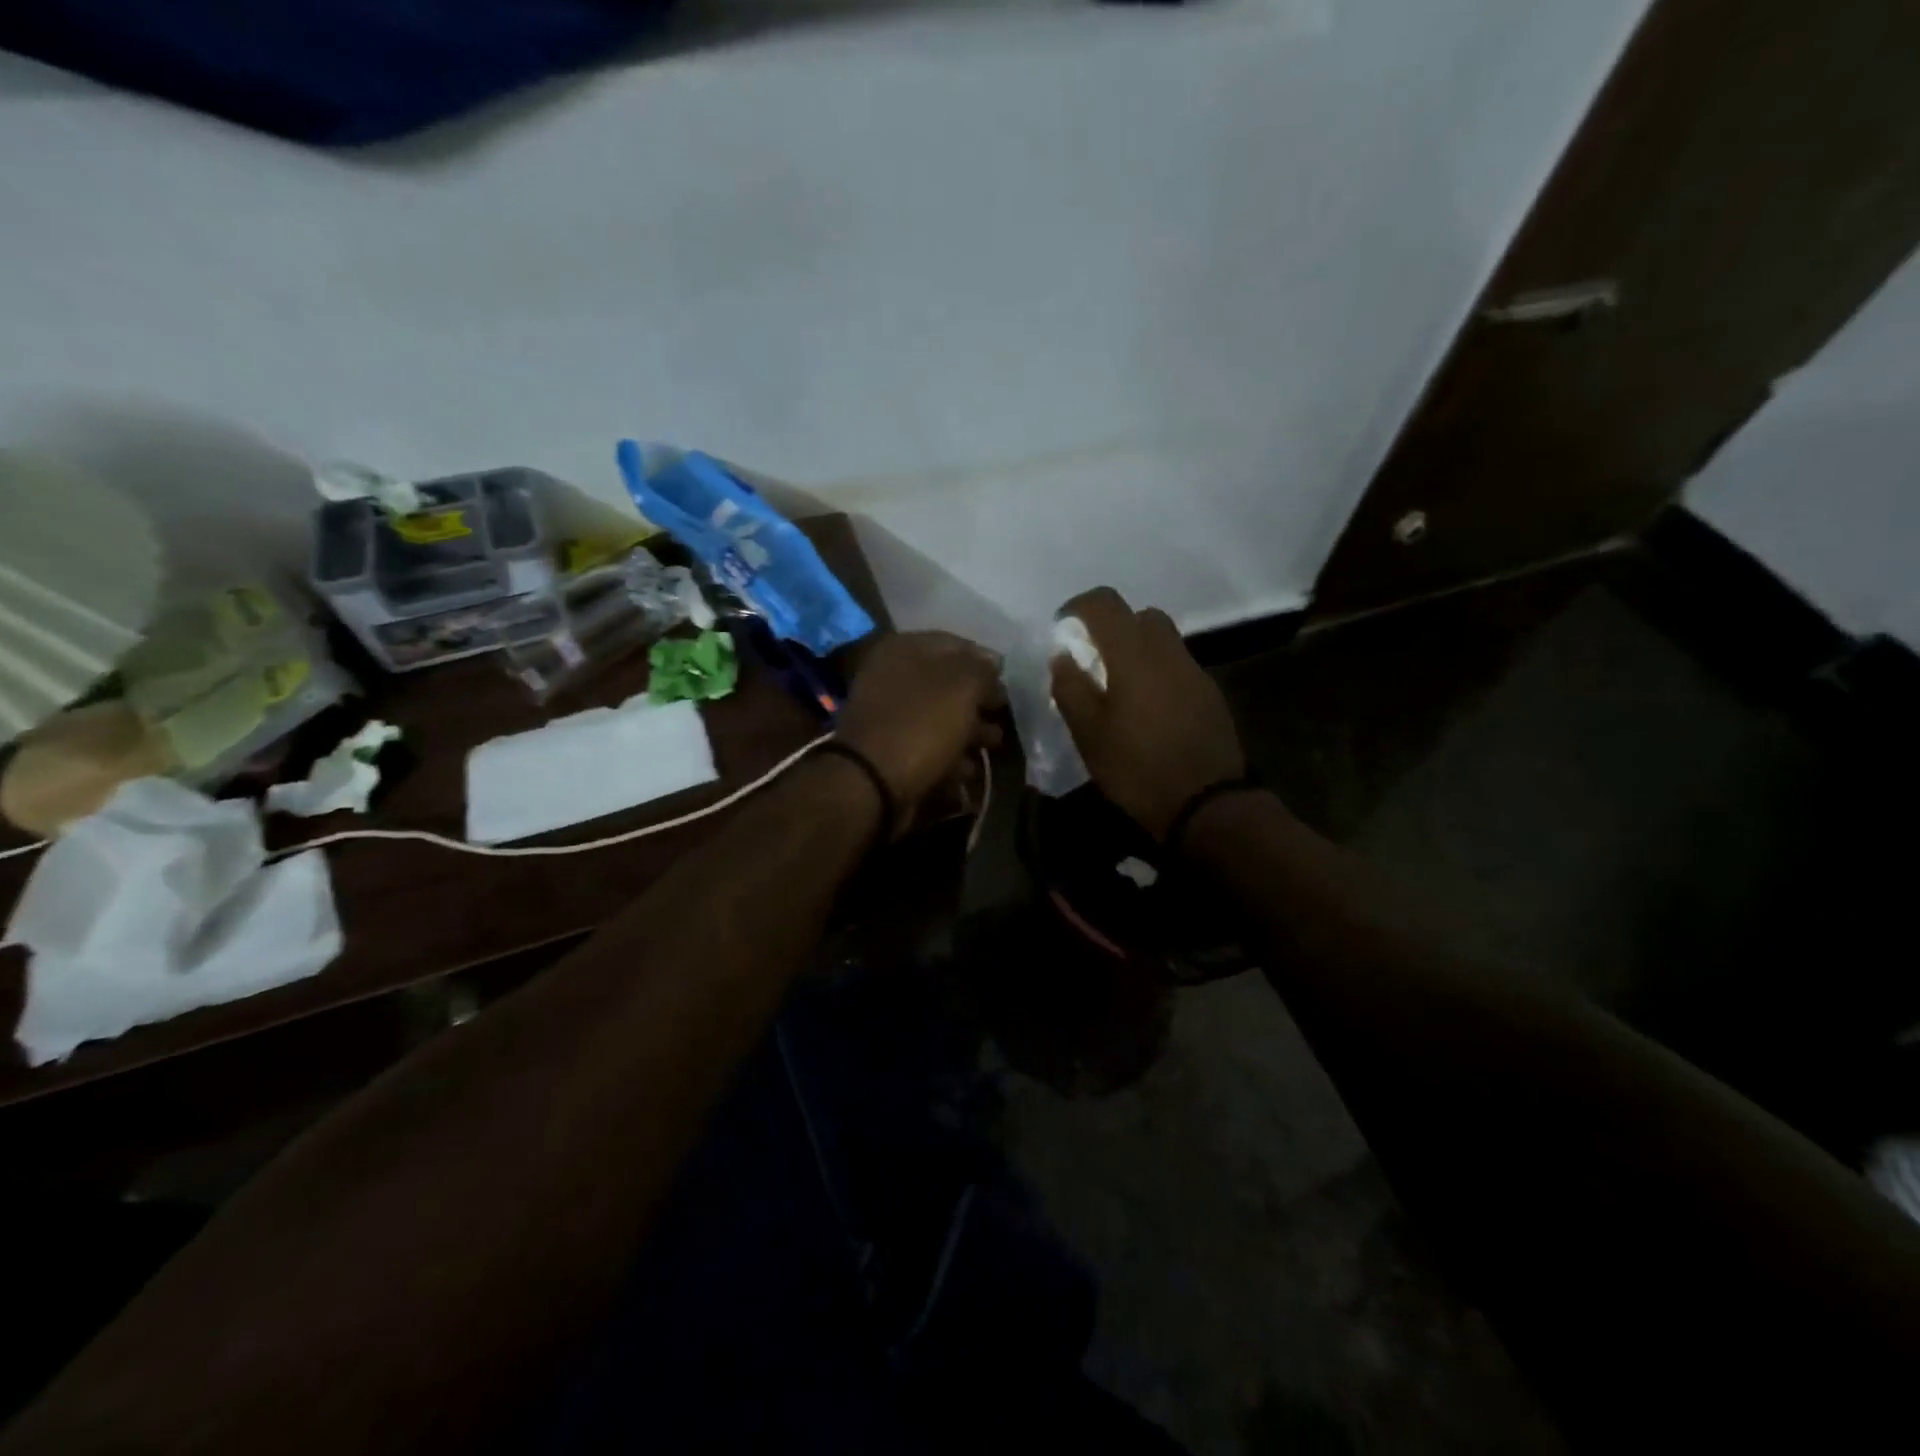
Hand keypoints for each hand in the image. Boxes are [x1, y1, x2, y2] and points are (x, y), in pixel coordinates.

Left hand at [835, 631, 1004, 830]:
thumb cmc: (921, 724)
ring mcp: (887, 714)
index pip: (956, 644)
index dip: (986, 663)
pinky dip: (948, 756)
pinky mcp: (887, 749)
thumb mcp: (963, 687)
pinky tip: (967, 770)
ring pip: (938, 716)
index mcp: (904, 649)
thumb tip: (991, 664)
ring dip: (969, 731)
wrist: (871, 781)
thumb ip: (982, 670)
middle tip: (1003, 717)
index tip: (1008, 685)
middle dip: (979, 701)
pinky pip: (925, 745)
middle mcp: (891, 675)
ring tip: (993, 746)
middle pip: (947, 683)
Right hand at [1050, 587, 1245, 838]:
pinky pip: (1178, 666)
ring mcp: (1195, 672)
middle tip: (1092, 658)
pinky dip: (1157, 672)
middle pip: (1140, 616)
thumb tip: (1062, 656)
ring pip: (1163, 640)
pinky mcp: (1211, 694)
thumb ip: (1071, 688)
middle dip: (1112, 627)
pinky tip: (1147, 709)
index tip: (1062, 628)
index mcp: (1134, 655)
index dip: (1079, 606)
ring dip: (1137, 650)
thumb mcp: (1089, 734)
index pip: (1106, 603)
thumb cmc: (1137, 769)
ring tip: (1119, 686)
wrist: (1207, 805)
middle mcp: (1169, 652)